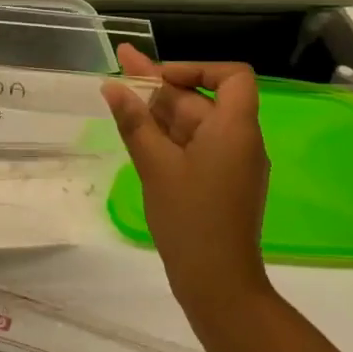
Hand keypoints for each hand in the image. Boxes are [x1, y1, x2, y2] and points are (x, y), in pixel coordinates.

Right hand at [102, 45, 271, 311]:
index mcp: (234, 128)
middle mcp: (240, 140)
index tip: (160, 76)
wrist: (218, 283)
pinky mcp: (222, 183)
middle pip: (203, 99)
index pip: (232, 76)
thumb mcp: (155, 165)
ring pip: (196, 124)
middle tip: (120, 71)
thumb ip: (134, 121)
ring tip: (120, 98)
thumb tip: (113, 86)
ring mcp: (232, 163)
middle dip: (161, 86)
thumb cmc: (190, 217)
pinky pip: (197, 146)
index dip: (196, 68)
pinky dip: (169, 136)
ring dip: (161, 111)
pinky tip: (139, 135)